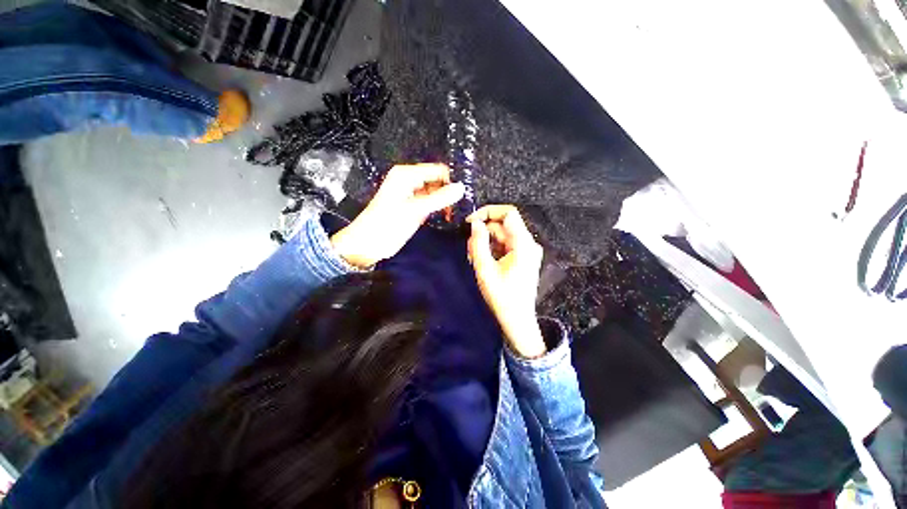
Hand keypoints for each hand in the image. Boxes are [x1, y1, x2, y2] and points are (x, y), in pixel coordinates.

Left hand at [331, 164, 464, 268]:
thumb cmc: (387, 224)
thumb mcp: (415, 210)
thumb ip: (439, 199)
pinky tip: (447, 216)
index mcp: (406, 175)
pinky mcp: (414, 207)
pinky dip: (439, 208)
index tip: (463, 194)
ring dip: (445, 202)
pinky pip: (431, 203)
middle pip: (437, 181)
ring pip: (436, 193)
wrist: (368, 244)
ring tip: (454, 213)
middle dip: (449, 192)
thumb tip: (461, 188)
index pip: (437, 170)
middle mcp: (410, 181)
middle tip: (461, 206)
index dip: (450, 180)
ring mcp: (412, 195)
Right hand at [467, 205, 545, 357]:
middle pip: (503, 225)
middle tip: (469, 249)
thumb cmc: (502, 296)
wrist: (517, 320)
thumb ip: (478, 243)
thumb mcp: (485, 269)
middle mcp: (528, 243)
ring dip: (486, 242)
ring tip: (474, 259)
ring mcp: (526, 251)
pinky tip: (483, 262)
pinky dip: (492, 249)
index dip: (488, 212)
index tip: (470, 222)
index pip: (508, 213)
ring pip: (502, 235)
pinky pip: (505, 245)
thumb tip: (475, 223)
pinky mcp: (522, 258)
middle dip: (484, 232)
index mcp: (523, 244)